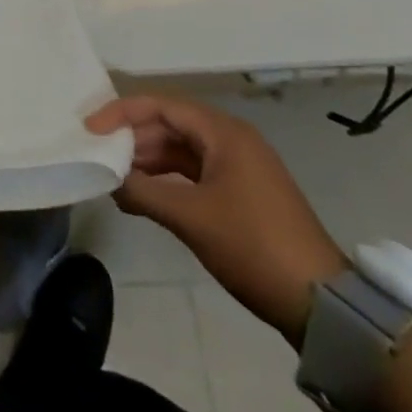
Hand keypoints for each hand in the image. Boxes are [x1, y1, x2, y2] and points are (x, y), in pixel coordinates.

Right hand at [87, 94, 347, 345]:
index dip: (121, 113)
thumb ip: (142, 191)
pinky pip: (193, 172)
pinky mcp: (242, 193)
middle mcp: (231, 140)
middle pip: (170, 125)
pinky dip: (166, 180)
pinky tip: (143, 197)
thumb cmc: (252, 246)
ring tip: (115, 180)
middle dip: (132, 139)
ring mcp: (239, 167)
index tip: (90, 129)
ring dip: (147, 162)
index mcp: (223, 133)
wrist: (320, 305)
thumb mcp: (190, 217)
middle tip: (99, 156)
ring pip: (180, 150)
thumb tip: (107, 179)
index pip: (161, 106)